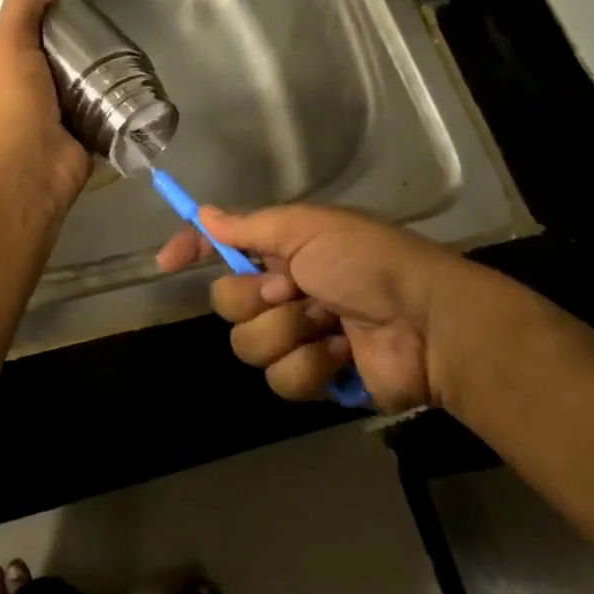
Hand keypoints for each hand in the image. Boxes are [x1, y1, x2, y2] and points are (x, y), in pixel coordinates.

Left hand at [0, 0, 92, 213]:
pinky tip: (122, 74)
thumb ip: (25, 6)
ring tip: (100, 35)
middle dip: (36, 36)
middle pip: (16, 57)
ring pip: (56, 80)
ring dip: (74, 64)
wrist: (33, 169)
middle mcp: (7, 91)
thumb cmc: (9, 106)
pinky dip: (101, 94)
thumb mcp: (8, 44)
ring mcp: (40, 113)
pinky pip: (88, 106)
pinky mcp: (72, 129)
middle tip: (64, 9)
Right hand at [156, 203, 471, 410]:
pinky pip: (282, 380)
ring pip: (249, 346)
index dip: (193, 249)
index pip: (224, 247)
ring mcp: (299, 337)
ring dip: (290, 333)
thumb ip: (250, 227)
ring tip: (330, 324)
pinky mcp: (316, 378)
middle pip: (227, 303)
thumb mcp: (309, 228)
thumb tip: (204, 213)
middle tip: (296, 288)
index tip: (166, 262)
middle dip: (258, 298)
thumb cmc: (366, 262)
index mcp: (283, 252)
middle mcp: (285, 291)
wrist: (427, 322)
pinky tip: (342, 354)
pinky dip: (312, 366)